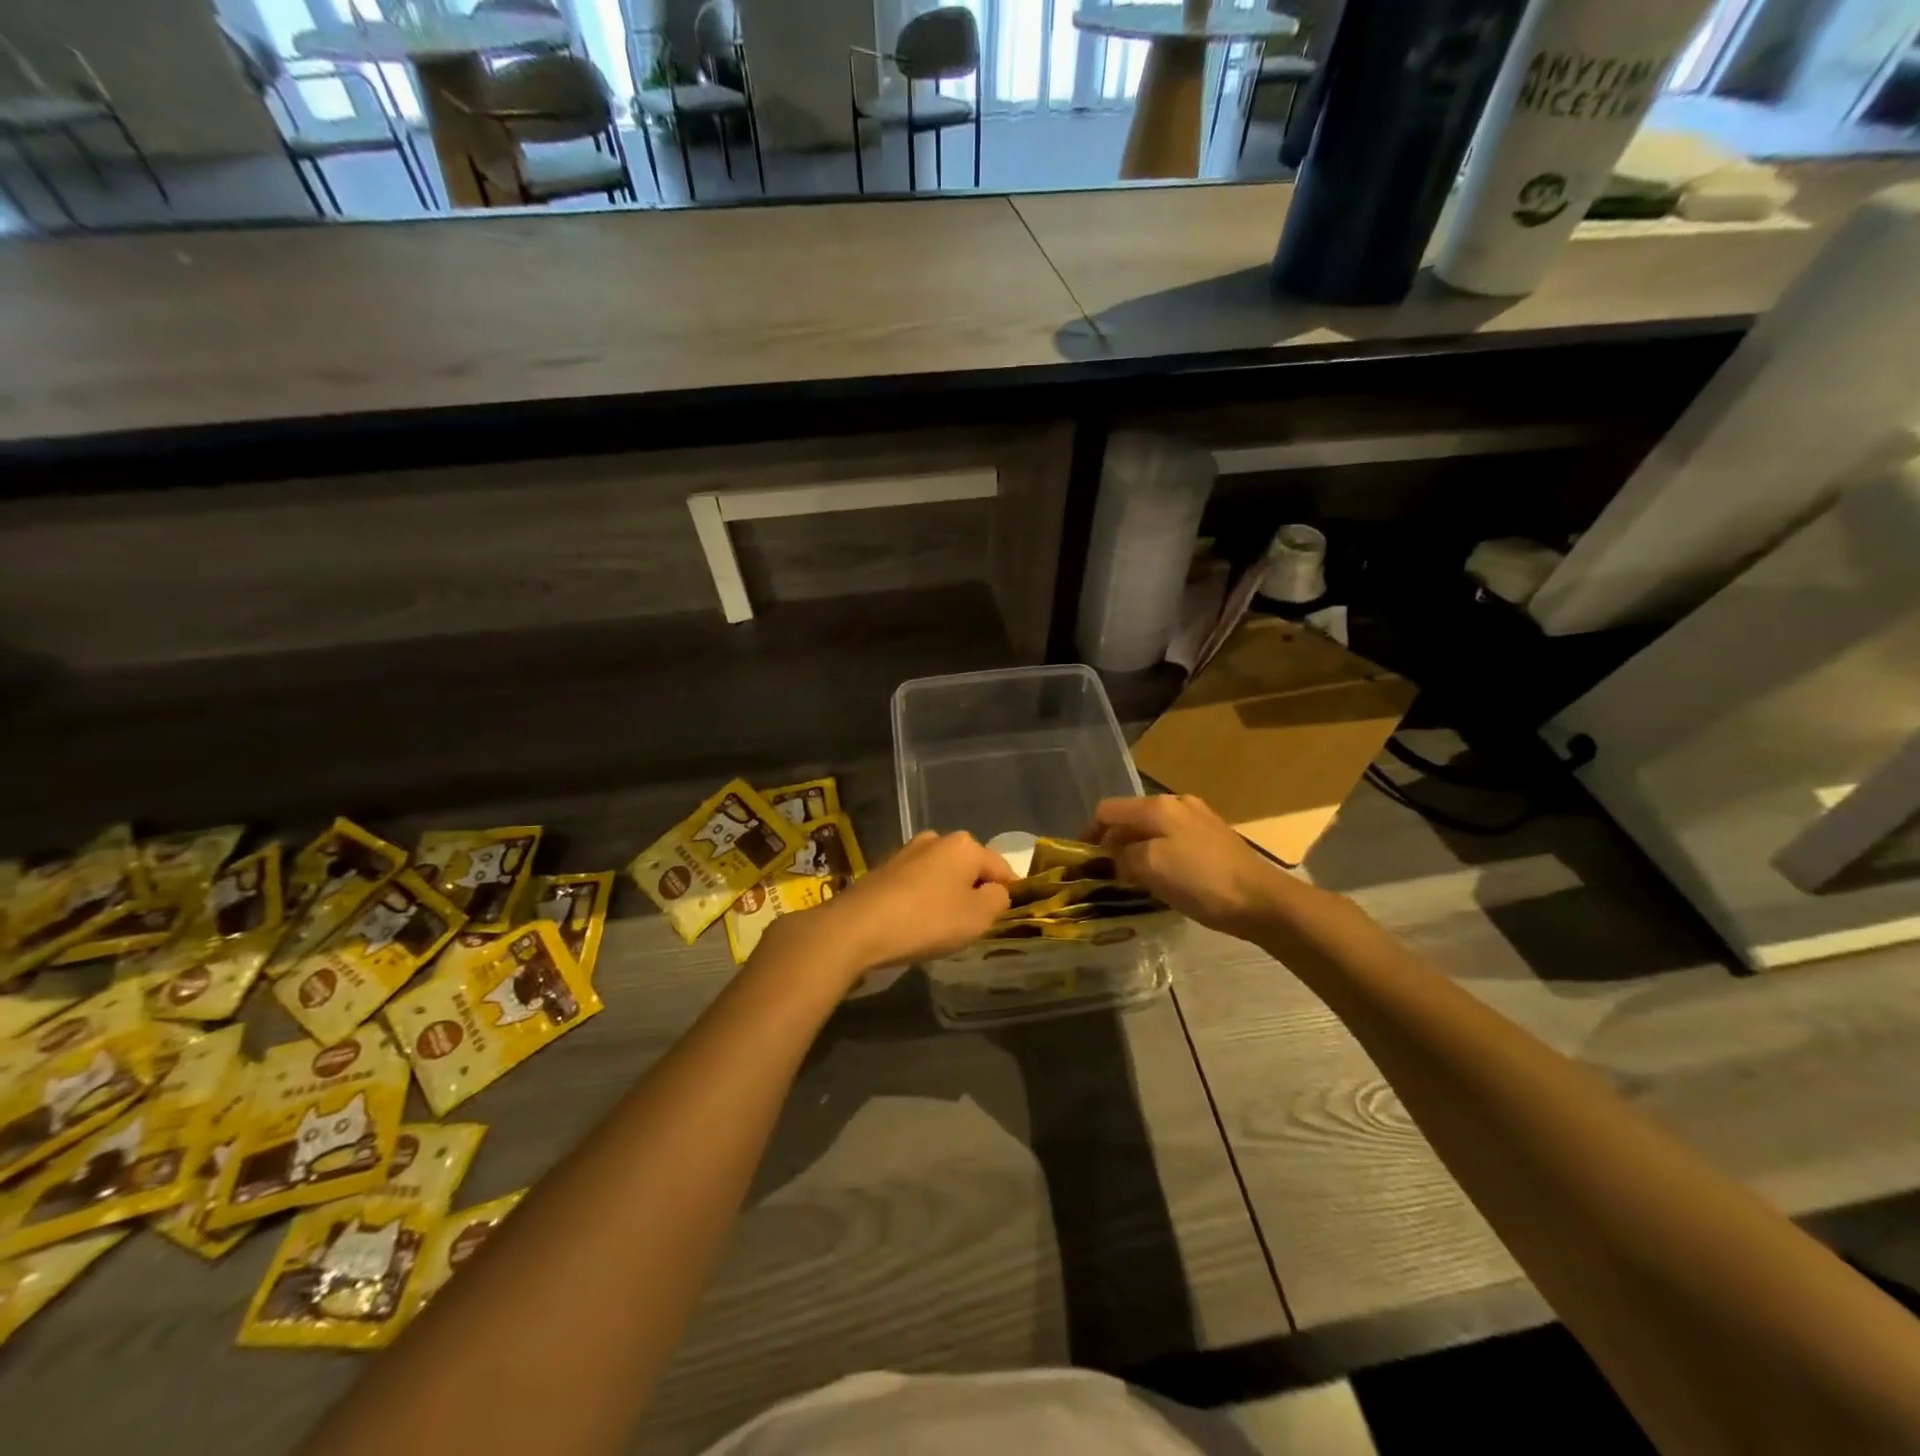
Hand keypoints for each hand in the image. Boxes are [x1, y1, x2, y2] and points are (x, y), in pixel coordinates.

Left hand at [775, 831, 1013, 979]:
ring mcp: (907, 851)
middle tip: (971, 927)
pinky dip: (922, 900)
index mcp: (965, 845)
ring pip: (942, 875)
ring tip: (940, 928)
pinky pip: (917, 884)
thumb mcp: (978, 917)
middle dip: (974, 893)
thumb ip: (999, 900)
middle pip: (969, 869)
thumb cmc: (927, 920)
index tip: (1002, 920)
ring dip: (947, 896)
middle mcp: (936, 839)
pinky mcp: (884, 868)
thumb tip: (996, 891)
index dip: (1008, 895)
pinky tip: (914, 923)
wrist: (857, 927)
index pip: (1002, 869)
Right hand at [1086, 794, 1296, 939]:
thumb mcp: (1150, 868)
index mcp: (1157, 806)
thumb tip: (1114, 859)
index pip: (1107, 810)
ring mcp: (1198, 819)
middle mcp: (1176, 803)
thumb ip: (1122, 858)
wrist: (1261, 901)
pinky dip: (1158, 856)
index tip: (1080, 860)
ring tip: (1130, 879)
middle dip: (1112, 843)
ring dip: (1135, 851)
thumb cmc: (1200, 881)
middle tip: (1104, 874)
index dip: (1088, 833)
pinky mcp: (1213, 838)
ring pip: (1152, 831)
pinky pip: (1172, 841)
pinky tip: (1161, 879)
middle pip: (1130, 818)